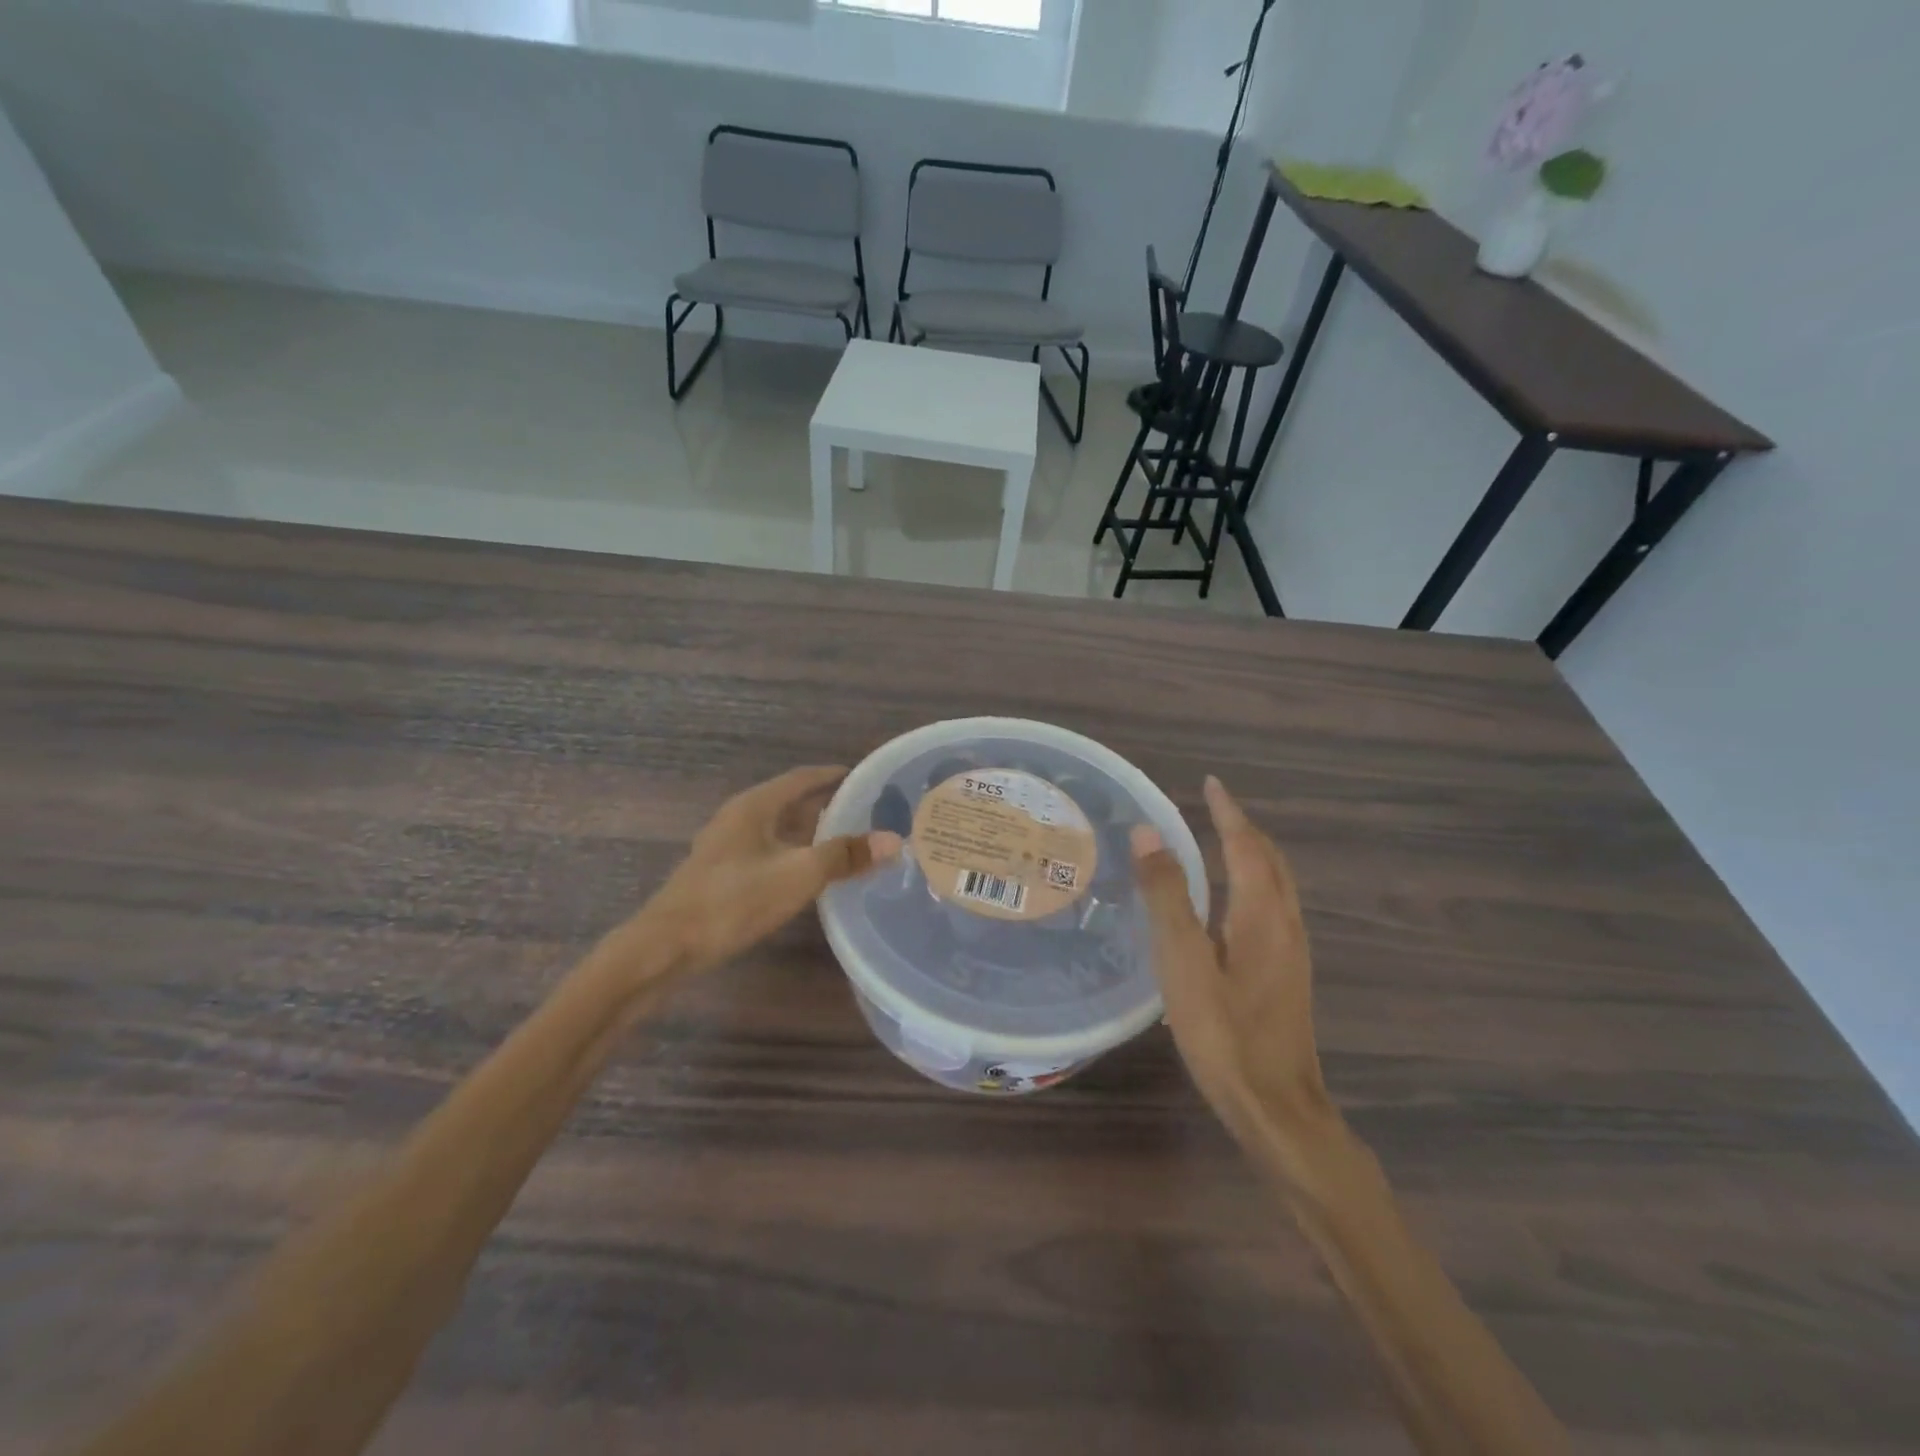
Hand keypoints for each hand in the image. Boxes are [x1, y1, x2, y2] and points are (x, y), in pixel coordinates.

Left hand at [642, 765, 901, 977]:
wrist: (666, 947)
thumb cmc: (734, 901)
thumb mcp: (798, 875)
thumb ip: (844, 856)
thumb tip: (894, 839)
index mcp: (755, 806)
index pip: (800, 778)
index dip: (831, 775)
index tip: (863, 777)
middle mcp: (738, 818)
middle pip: (789, 802)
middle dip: (825, 805)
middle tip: (863, 812)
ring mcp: (725, 847)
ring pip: (777, 829)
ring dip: (808, 831)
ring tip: (844, 841)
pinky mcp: (720, 874)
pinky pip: (766, 851)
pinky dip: (792, 853)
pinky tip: (807, 874)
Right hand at [1132, 776, 1335, 1185]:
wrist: (1277, 1109)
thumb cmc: (1224, 1034)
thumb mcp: (1184, 962)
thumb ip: (1166, 896)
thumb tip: (1148, 833)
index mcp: (1262, 914)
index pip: (1247, 845)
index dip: (1228, 812)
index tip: (1211, 783)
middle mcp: (1285, 924)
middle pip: (1271, 861)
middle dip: (1244, 829)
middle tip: (1213, 809)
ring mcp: (1292, 953)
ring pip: (1276, 886)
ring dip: (1252, 855)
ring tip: (1221, 842)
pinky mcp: (1287, 975)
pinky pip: (1273, 907)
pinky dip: (1254, 883)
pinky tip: (1231, 903)